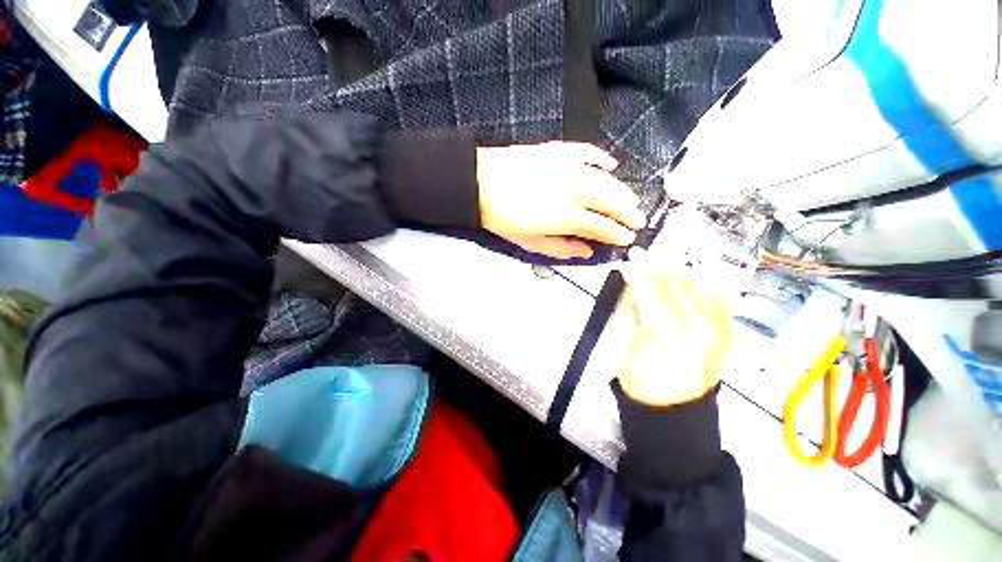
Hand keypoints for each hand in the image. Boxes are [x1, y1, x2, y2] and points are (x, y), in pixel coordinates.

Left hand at [477, 142, 645, 258]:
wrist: (480, 184)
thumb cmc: (503, 218)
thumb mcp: (530, 242)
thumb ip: (562, 248)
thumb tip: (587, 251)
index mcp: (566, 216)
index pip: (602, 226)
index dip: (618, 234)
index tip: (627, 239)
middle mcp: (574, 190)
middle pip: (611, 201)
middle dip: (628, 212)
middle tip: (638, 220)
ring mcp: (568, 167)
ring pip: (606, 179)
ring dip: (622, 191)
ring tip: (631, 200)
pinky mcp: (560, 151)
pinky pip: (588, 152)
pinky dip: (602, 158)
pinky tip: (611, 165)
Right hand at [616, 256, 732, 406]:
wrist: (672, 407)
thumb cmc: (640, 377)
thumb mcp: (625, 343)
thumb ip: (630, 309)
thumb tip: (633, 285)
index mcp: (666, 329)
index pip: (650, 287)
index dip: (636, 271)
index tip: (626, 262)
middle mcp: (699, 324)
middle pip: (676, 282)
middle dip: (656, 269)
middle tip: (640, 263)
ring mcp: (719, 327)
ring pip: (698, 285)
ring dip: (676, 275)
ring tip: (660, 273)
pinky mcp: (727, 332)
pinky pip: (716, 297)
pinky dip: (699, 287)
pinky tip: (686, 286)